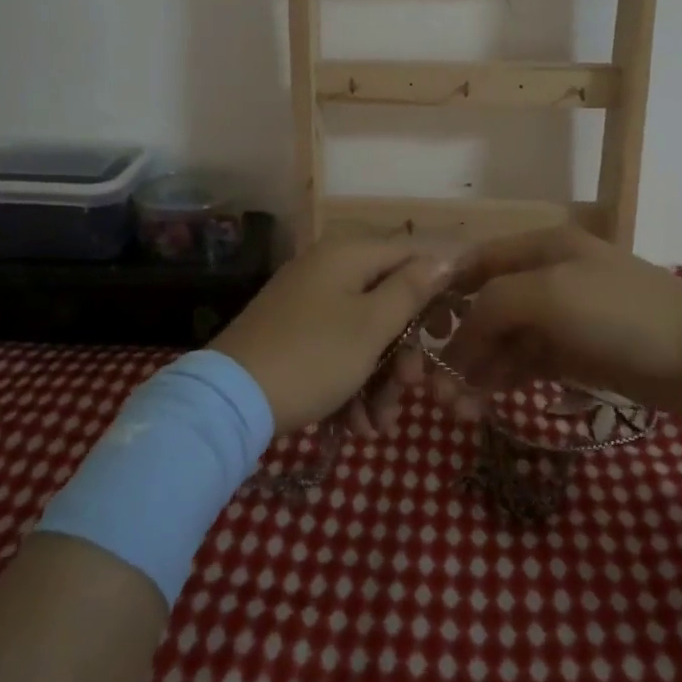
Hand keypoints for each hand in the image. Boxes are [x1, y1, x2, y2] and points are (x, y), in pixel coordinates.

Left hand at [210, 237, 454, 434]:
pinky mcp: (291, 334)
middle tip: (410, 389)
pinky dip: (349, 385)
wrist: (230, 400)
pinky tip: (353, 426)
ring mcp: (306, 302)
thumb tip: (443, 257)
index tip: (451, 327)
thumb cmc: (314, 356)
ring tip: (376, 426)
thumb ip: (411, 290)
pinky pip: (335, 349)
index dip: (437, 286)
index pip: (409, 254)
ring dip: (378, 381)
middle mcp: (327, 269)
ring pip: (362, 334)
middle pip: (386, 301)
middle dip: (402, 353)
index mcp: (348, 254)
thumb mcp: (372, 326)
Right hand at [420, 226, 681, 418]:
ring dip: (477, 368)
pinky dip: (504, 379)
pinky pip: (527, 363)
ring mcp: (563, 317)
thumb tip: (461, 337)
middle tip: (434, 387)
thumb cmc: (622, 313)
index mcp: (540, 248)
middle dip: (458, 342)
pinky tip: (484, 402)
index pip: (477, 263)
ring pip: (504, 339)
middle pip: (487, 306)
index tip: (415, 330)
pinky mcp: (577, 354)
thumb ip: (494, 305)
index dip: (445, 292)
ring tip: (456, 407)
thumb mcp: (549, 295)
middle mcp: (547, 277)